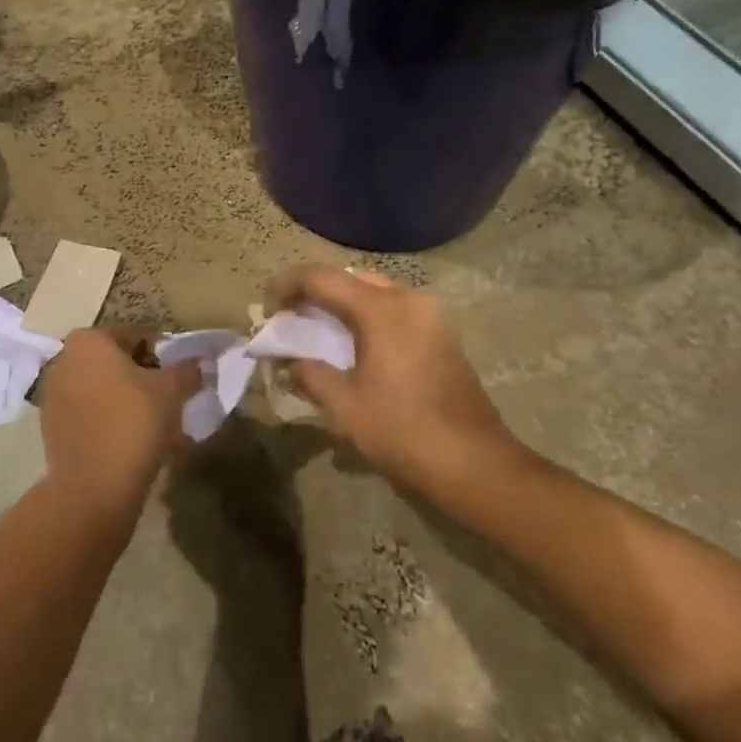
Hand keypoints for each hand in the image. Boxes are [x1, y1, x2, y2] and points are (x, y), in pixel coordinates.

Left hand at [37, 327, 200, 523]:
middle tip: (171, 402)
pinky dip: (112, 421)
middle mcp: (65, 360)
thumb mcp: (172, 391)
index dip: (164, 356)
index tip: (181, 379)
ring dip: (130, 401)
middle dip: (145, 379)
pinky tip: (135, 443)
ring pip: (104, 390)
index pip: (137, 336)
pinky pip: (91, 414)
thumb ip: (188, 370)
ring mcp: (54, 395)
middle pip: (118, 362)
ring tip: (158, 427)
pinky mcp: (52, 427)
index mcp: (89, 341)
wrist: (93, 488)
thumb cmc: (134, 423)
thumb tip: (200, 363)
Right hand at [268, 265, 520, 495]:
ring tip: (317, 333)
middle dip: (315, 293)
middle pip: (350, 279)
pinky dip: (367, 318)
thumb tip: (291, 362)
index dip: (287, 285)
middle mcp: (409, 300)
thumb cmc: (403, 431)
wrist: (474, 463)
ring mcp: (431, 316)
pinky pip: (394, 311)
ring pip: (374, 293)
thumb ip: (310, 374)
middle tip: (291, 319)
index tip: (266, 307)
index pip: (322, 278)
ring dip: (342, 305)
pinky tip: (354, 348)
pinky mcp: (441, 335)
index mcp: (381, 309)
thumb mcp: (344, 407)